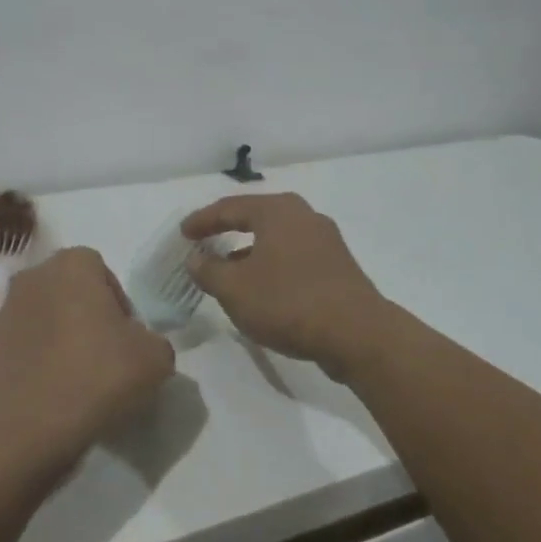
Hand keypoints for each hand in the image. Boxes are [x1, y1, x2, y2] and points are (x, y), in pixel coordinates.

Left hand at [0, 248, 174, 471]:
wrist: (36, 425)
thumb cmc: (100, 374)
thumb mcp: (156, 356)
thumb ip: (152, 338)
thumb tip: (138, 344)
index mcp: (72, 264)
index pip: (102, 270)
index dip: (118, 301)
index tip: (127, 335)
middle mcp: (34, 276)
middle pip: (70, 289)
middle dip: (87, 312)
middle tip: (107, 351)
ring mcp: (6, 311)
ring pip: (45, 315)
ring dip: (61, 333)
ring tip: (80, 373)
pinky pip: (26, 345)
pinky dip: (39, 358)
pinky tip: (55, 386)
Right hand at [182, 192, 391, 373]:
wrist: (357, 334)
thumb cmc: (288, 302)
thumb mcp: (235, 289)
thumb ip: (208, 270)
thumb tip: (195, 258)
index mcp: (277, 210)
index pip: (229, 208)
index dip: (201, 221)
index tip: (183, 234)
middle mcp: (303, 215)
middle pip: (255, 217)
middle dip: (227, 229)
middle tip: (205, 240)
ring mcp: (325, 239)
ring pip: (276, 237)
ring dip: (249, 250)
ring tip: (228, 268)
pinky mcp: (337, 265)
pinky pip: (293, 255)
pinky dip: (271, 263)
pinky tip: (261, 286)